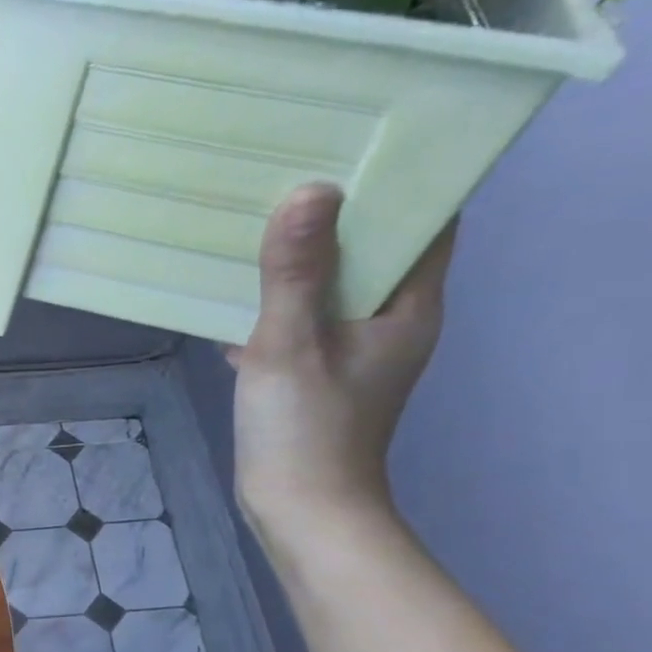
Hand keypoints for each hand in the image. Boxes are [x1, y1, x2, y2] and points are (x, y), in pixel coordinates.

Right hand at [226, 183, 454, 546]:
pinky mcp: (316, 373)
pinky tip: (227, 292)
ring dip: (297, 257)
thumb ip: (297, 274)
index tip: (356, 139)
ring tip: (252, 219)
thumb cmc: (306, 430)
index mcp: (407, 307)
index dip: (401, 178)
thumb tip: (310, 190)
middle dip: (334, 211)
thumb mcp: (292, 346)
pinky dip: (271, 301)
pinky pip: (298, 319)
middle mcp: (389, 321)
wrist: (300, 512)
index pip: (425, 222)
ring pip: (329, 285)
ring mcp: (351, 349)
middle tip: (287, 168)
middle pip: (372, 249)